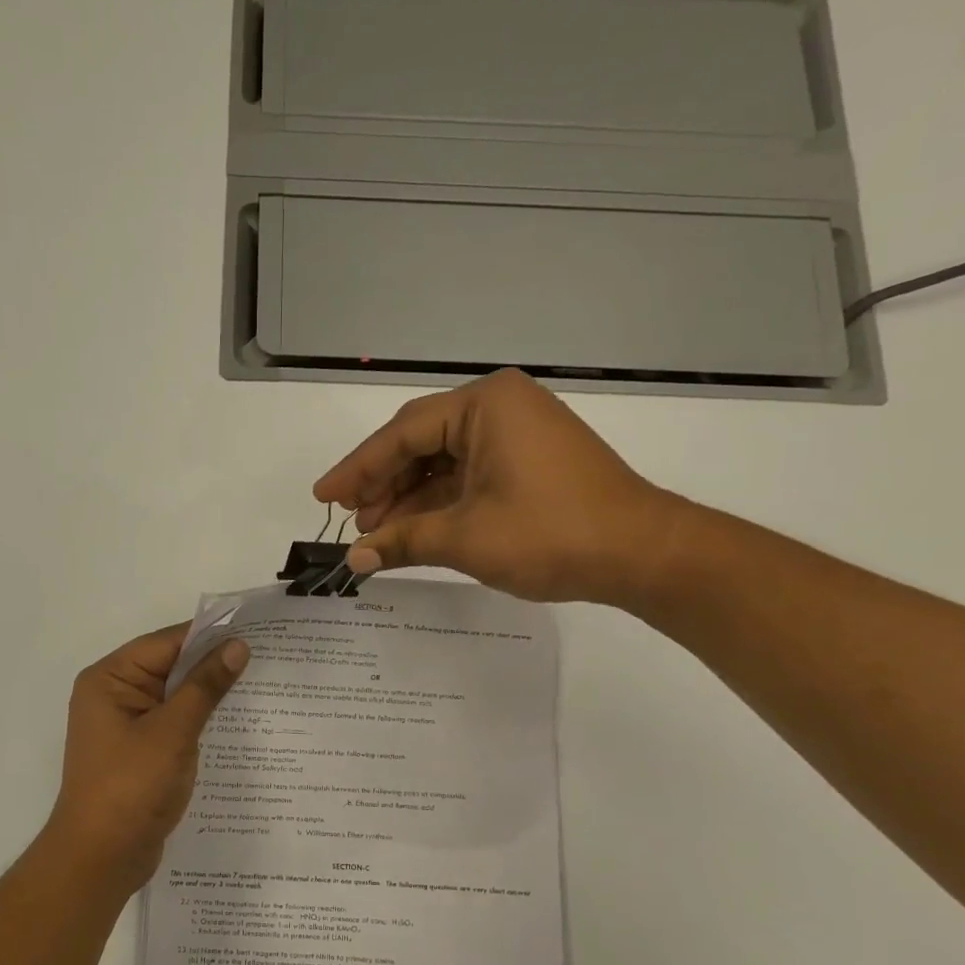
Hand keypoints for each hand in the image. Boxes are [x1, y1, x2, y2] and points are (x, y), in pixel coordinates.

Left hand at [45, 624, 249, 889]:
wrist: (100, 859)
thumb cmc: (130, 787)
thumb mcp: (172, 732)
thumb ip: (205, 686)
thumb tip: (237, 646)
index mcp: (110, 679)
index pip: (166, 643)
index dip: (209, 636)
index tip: (255, 631)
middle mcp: (114, 695)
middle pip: (170, 667)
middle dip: (213, 665)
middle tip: (267, 657)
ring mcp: (127, 725)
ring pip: (176, 696)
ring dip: (210, 694)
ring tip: (262, 685)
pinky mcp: (140, 751)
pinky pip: (175, 723)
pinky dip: (201, 720)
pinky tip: (237, 722)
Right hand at [314, 369, 690, 607]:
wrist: (641, 554)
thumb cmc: (550, 533)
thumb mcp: (465, 538)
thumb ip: (403, 541)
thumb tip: (354, 559)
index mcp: (484, 405)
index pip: (402, 434)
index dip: (357, 468)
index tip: (323, 496)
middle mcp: (499, 407)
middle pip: (420, 442)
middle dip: (382, 483)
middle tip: (351, 520)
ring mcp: (517, 434)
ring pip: (442, 462)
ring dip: (408, 497)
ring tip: (376, 532)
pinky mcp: (528, 461)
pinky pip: (468, 475)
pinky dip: (439, 502)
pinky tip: (412, 529)